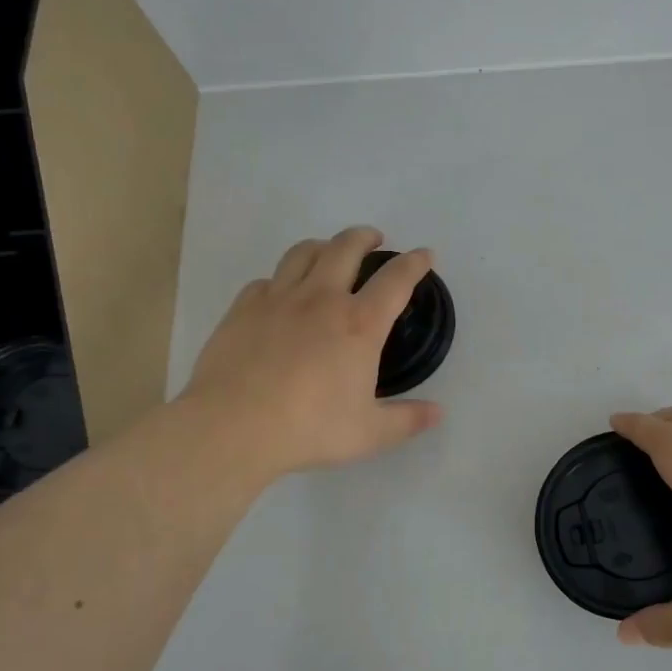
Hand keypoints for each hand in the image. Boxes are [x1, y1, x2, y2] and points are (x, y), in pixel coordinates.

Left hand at [181, 227, 443, 480]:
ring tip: (328, 252)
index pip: (396, 280)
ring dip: (322, 246)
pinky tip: (280, 294)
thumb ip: (407, 420)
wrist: (233, 427)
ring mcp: (277, 299)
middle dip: (364, 237)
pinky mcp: (242, 309)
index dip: (414, 263)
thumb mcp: (369, 433)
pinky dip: (280, 280)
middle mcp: (321, 299)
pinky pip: (265, 281)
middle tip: (373, 239)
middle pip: (345, 248)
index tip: (424, 255)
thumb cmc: (310, 428)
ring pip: (302, 253)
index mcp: (359, 324)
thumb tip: (438, 413)